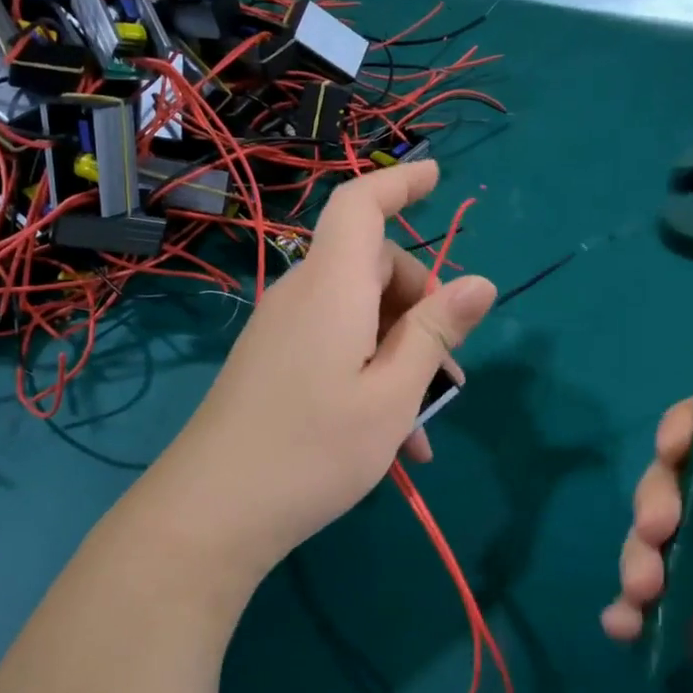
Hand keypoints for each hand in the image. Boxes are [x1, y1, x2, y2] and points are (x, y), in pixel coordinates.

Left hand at [146, 159, 494, 590]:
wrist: (211, 514)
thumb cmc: (313, 450)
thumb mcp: (392, 394)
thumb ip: (434, 332)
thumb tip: (481, 284)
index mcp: (332, 287)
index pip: (360, 205)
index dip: (399, 183)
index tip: (436, 178)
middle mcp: (303, 297)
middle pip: (372, 266)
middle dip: (420, 305)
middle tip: (450, 368)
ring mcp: (284, 331)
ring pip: (358, 315)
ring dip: (400, 353)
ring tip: (425, 422)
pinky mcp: (274, 364)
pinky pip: (335, 346)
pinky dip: (371, 374)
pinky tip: (392, 440)